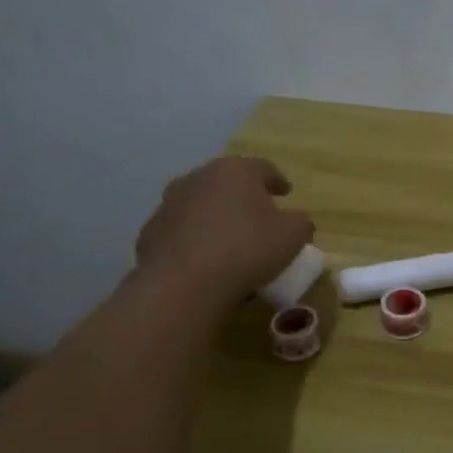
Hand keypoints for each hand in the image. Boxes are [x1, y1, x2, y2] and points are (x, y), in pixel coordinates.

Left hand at [134, 156, 314, 305]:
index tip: (285, 193)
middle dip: (243, 196)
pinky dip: (194, 238)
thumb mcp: (292, 236)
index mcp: (235, 171)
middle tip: (258, 215)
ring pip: (201, 204)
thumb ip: (301, 222)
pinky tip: (204, 259)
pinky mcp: (151, 231)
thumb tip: (297, 220)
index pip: (263, 168)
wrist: (183, 283)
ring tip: (229, 240)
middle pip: (228, 182)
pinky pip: (182, 230)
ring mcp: (170, 203)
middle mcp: (199, 177)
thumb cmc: (246, 250)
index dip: (277, 180)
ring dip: (215, 216)